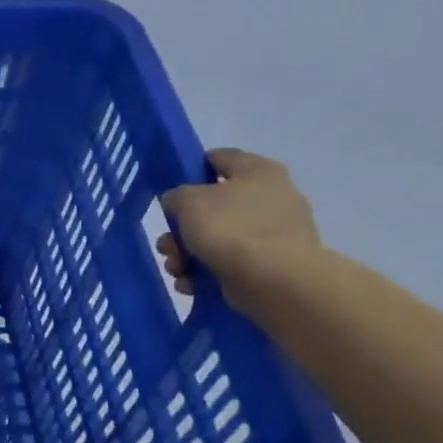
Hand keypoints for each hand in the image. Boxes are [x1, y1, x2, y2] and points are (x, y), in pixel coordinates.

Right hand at [157, 149, 324, 314]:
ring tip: (176, 270)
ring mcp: (270, 232)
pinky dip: (205, 273)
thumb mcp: (189, 202)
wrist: (275, 280)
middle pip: (211, 207)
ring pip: (215, 238)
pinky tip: (191, 284)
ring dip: (186, 254)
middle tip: (166, 245)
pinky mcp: (268, 263)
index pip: (218, 158)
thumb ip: (176, 195)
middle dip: (181, 229)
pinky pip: (227, 262)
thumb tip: (178, 202)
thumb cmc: (231, 230)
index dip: (190, 170)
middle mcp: (269, 196)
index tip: (169, 191)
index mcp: (257, 170)